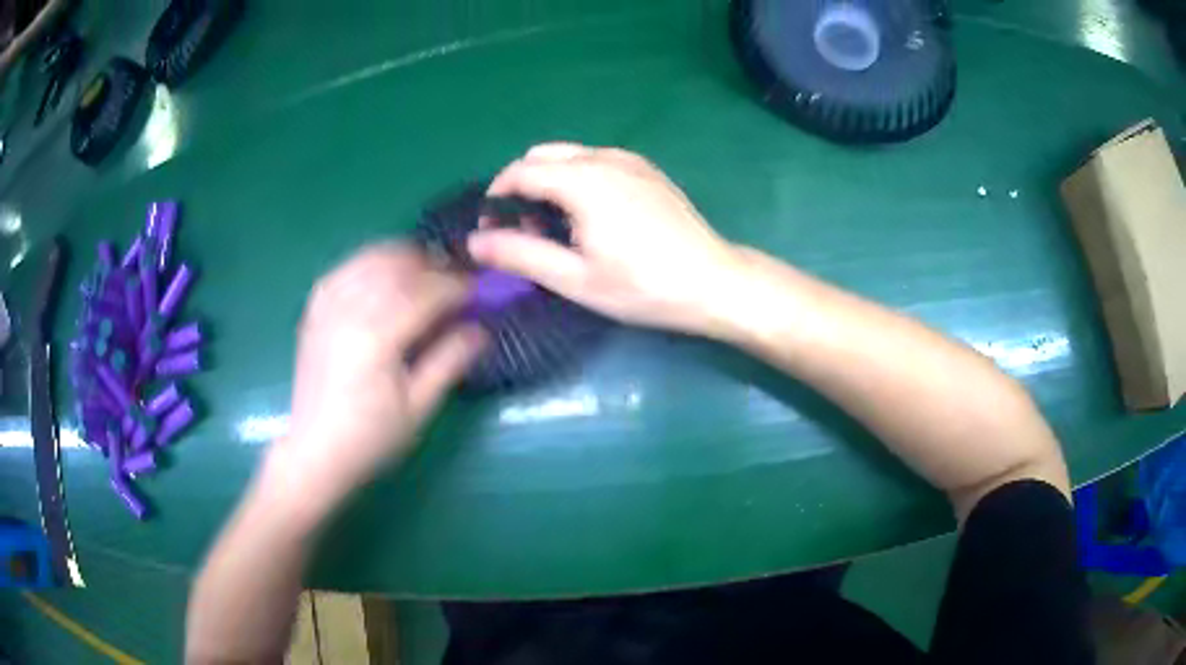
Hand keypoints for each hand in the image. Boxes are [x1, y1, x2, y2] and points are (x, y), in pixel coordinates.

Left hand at [264, 244, 484, 517]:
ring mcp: (327, 307)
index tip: (478, 288)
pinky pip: (344, 269)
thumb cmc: (371, 437)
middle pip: (398, 267)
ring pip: (369, 260)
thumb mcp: (418, 408)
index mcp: (376, 337)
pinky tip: (383, 272)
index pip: (424, 293)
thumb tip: (481, 329)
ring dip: (402, 257)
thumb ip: (449, 362)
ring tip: (425, 269)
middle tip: (456, 277)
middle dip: (432, 265)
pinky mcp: (314, 311)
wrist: (317, 450)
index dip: (456, 286)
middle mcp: (349, 311)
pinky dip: (369, 262)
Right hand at [468, 143, 744, 335]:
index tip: (492, 230)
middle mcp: (604, 157)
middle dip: (520, 185)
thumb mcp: (575, 278)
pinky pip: (597, 161)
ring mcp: (630, 160)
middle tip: (524, 230)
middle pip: (542, 155)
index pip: (520, 171)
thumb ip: (519, 255)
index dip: (495, 197)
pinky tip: (591, 217)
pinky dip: (577, 179)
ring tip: (556, 227)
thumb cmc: (643, 286)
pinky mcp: (647, 170)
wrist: (714, 282)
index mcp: (583, 179)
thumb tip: (474, 242)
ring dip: (549, 181)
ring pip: (570, 156)